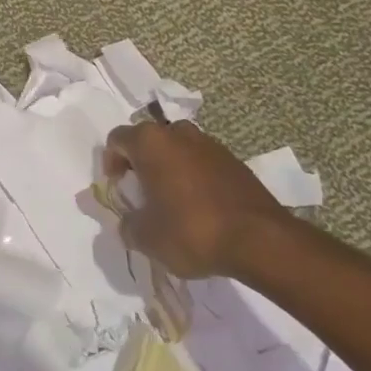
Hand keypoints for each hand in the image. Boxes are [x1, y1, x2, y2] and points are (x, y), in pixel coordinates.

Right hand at [102, 119, 284, 278]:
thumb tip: (129, 224)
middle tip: (142, 193)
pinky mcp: (232, 159)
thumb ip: (128, 226)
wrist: (259, 238)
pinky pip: (201, 161)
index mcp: (150, 142)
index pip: (117, 139)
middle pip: (148, 139)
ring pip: (177, 148)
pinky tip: (200, 205)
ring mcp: (208, 143)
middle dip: (141, 163)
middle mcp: (177, 132)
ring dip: (169, 167)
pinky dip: (193, 176)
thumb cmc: (192, 230)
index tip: (118, 187)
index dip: (111, 161)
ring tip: (172, 200)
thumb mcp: (147, 238)